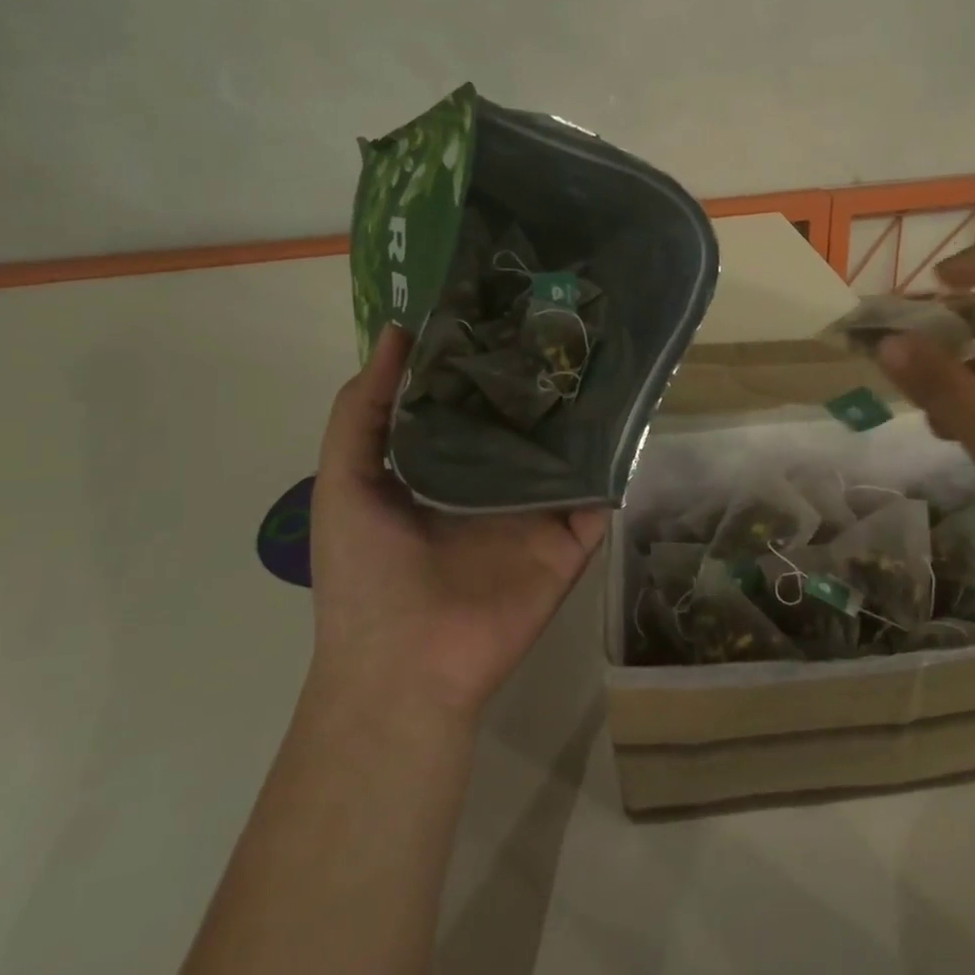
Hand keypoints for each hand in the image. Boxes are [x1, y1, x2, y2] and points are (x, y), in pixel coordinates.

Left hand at [309, 325, 606, 723]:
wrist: (406, 666)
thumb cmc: (365, 574)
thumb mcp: (344, 482)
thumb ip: (362, 412)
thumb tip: (399, 334)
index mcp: (443, 468)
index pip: (471, 403)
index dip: (485, 359)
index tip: (506, 308)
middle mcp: (494, 483)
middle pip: (526, 422)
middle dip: (542, 379)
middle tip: (568, 322)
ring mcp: (537, 512)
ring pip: (569, 453)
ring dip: (586, 414)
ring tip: (605, 356)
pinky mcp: (571, 540)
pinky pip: (600, 496)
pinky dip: (616, 463)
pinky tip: (630, 418)